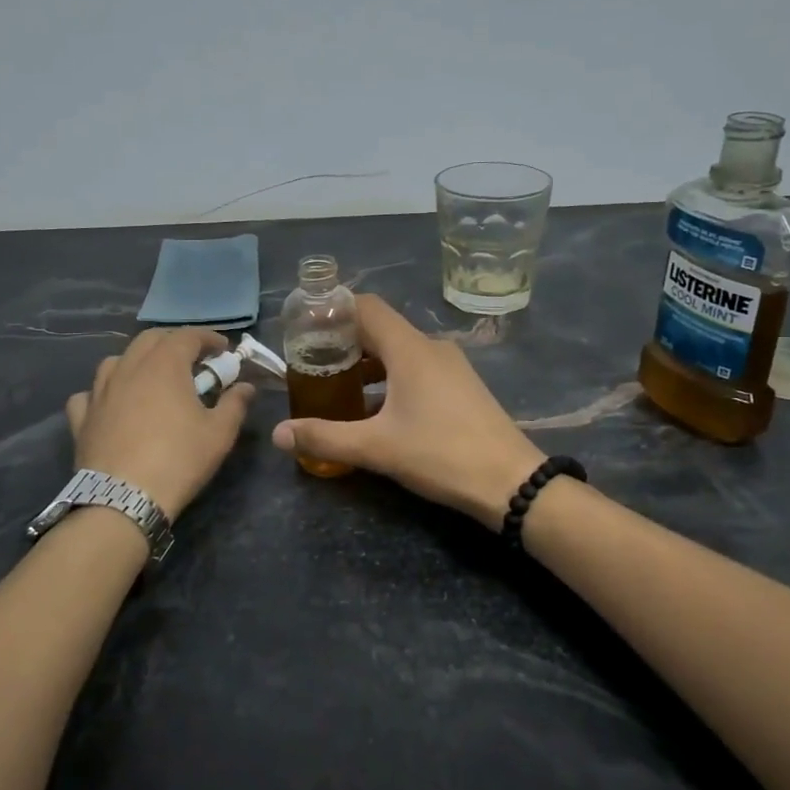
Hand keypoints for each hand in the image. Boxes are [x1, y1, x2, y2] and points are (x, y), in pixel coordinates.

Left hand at [65, 329, 253, 519]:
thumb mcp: (219, 434)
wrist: (124, 500)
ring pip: (117, 360)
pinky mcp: (82, 418)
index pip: (187, 335)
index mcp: (164, 365)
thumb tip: (246, 387)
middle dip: (174, 342)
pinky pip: (90, 394)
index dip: (208, 338)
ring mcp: (100, 392)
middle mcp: (129, 368)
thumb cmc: (179, 460)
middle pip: (150, 339)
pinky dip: (104, 392)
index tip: (224, 348)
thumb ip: (235, 404)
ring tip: (152, 377)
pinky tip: (112, 404)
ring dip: (138, 361)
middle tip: (192, 359)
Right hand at [270, 295, 547, 528]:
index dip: (333, 311)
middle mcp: (431, 348)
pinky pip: (417, 369)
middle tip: (312, 364)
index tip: (305, 329)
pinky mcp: (461, 387)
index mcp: (410, 349)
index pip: (365, 307)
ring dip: (367, 364)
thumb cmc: (441, 454)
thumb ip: (325, 437)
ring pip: (399, 351)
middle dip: (344, 342)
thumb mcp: (377, 448)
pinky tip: (375, 410)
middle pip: (380, 329)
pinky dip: (390, 378)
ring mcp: (451, 367)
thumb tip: (278, 434)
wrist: (512, 482)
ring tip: (337, 388)